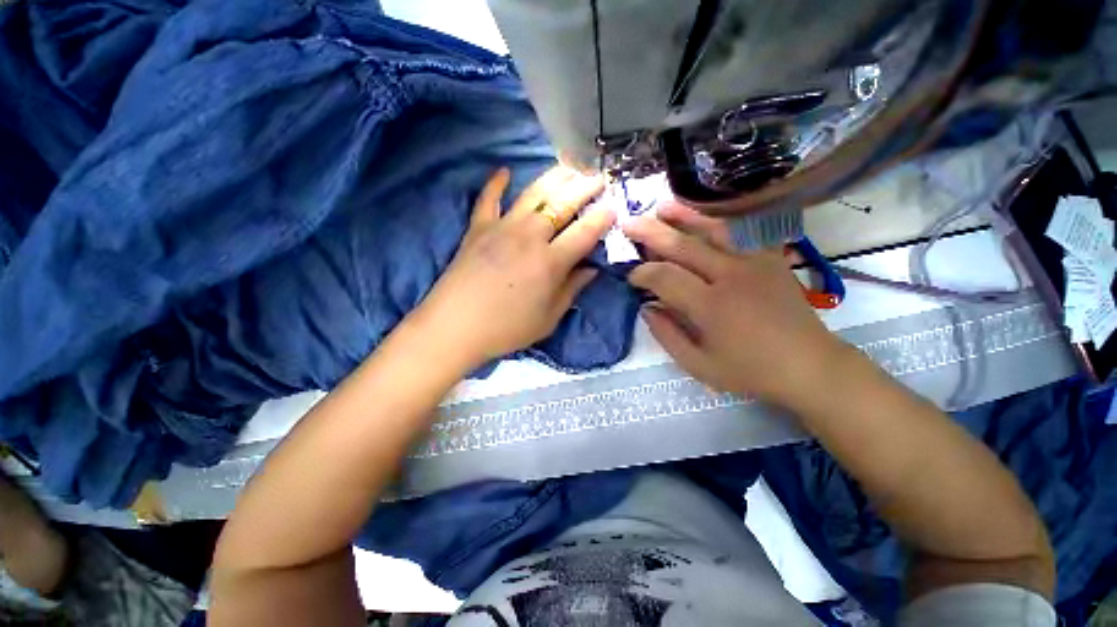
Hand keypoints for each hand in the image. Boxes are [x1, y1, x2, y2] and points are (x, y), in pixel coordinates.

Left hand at [414, 165, 613, 369]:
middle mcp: (529, 237)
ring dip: (554, 177)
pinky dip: (495, 184)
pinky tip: (504, 171)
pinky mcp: (478, 228)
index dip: (602, 218)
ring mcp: (502, 228)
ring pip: (533, 194)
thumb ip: (572, 290)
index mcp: (550, 263)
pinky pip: (488, 199)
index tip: (614, 207)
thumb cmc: (506, 329)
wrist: (455, 327)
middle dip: (584, 187)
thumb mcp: (548, 318)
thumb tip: (591, 269)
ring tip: (569, 166)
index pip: (584, 233)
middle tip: (598, 177)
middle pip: (562, 204)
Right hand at [623, 203, 847, 404]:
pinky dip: (719, 221)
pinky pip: (741, 232)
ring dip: (684, 216)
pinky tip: (703, 216)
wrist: (810, 366)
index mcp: (711, 306)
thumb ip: (667, 335)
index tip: (631, 276)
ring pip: (714, 229)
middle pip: (684, 246)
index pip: (665, 277)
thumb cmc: (750, 371)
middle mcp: (731, 276)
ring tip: (661, 207)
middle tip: (628, 224)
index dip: (642, 273)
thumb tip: (646, 307)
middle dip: (651, 233)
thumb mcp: (698, 365)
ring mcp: (754, 263)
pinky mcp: (770, 259)